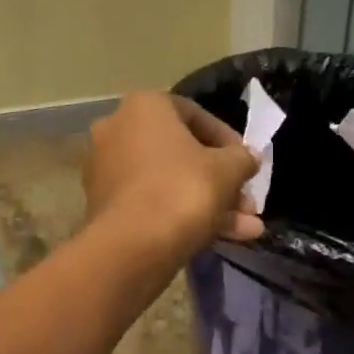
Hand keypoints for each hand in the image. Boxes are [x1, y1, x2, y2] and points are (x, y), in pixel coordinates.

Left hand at [84, 93, 263, 261]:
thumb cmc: (182, 191)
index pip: (195, 115)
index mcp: (143, 106)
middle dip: (221, 182)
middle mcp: (117, 130)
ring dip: (211, 204)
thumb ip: (242, 158)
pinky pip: (152, 203)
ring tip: (248, 229)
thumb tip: (248, 158)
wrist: (131, 247)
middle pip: (182, 154)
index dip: (228, 140)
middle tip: (248, 204)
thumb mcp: (228, 170)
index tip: (247, 162)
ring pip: (170, 183)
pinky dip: (183, 216)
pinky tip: (224, 239)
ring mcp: (106, 170)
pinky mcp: (104, 206)